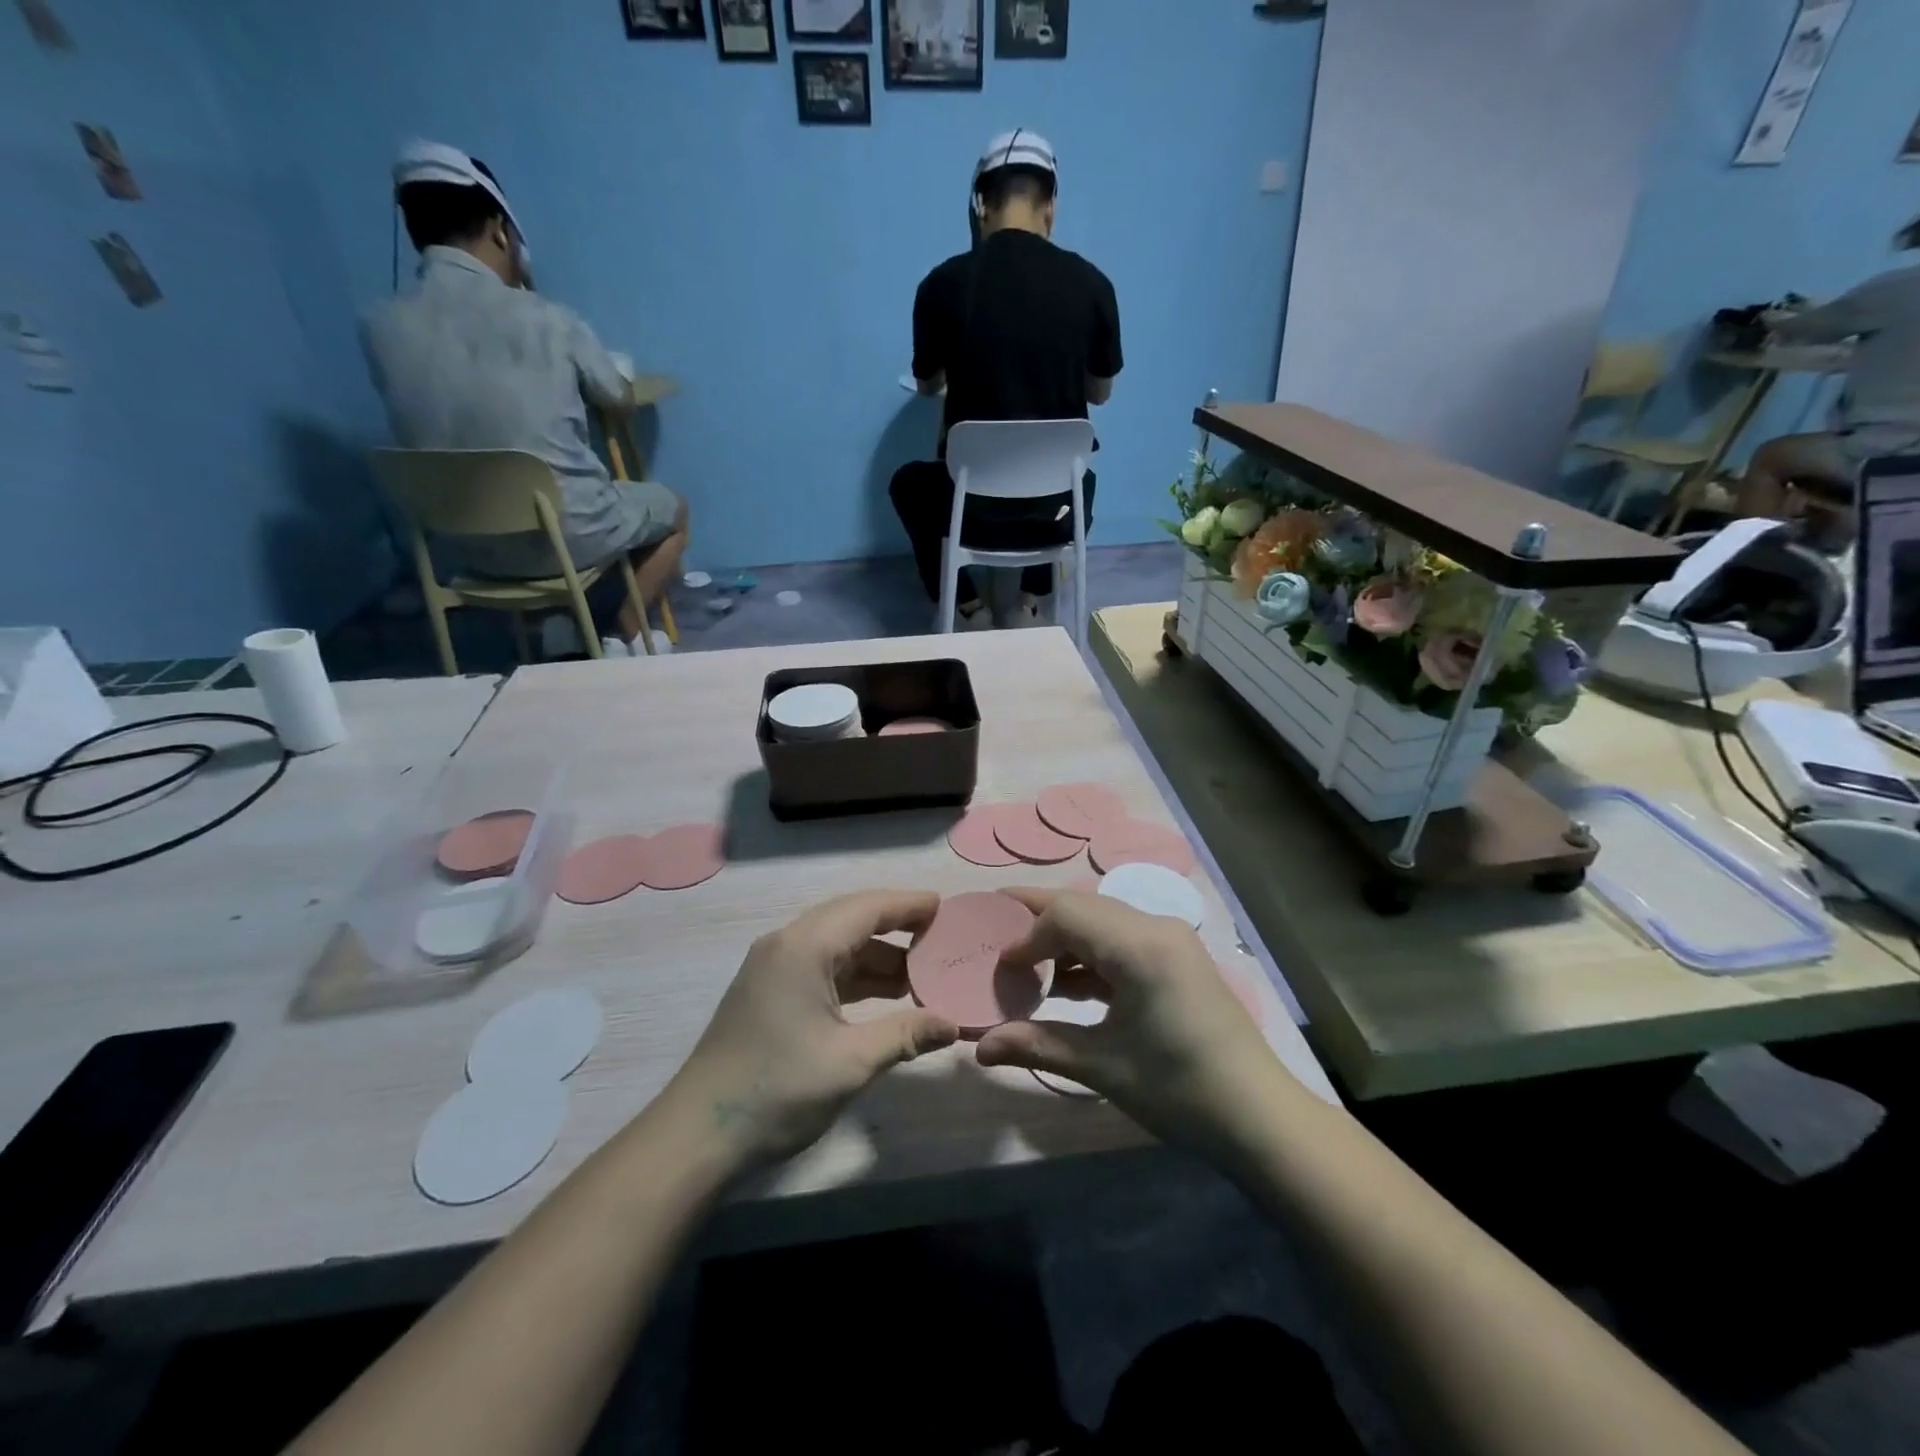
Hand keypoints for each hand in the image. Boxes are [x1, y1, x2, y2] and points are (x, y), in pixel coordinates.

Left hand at [667, 890, 958, 1166]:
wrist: (697, 1135)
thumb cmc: (777, 1090)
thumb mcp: (850, 1062)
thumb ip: (905, 1034)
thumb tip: (952, 1025)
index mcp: (804, 947)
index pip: (867, 908)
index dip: (908, 905)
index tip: (946, 908)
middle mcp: (786, 945)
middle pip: (850, 918)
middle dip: (896, 925)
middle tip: (939, 935)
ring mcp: (773, 968)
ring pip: (836, 944)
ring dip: (876, 955)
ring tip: (921, 971)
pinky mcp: (768, 992)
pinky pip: (821, 966)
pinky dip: (855, 975)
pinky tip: (884, 995)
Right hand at [975, 890, 1287, 1156]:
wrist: (1261, 1120)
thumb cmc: (1179, 1091)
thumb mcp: (1102, 1067)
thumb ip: (1036, 1045)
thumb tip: (979, 1048)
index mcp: (1139, 946)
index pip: (1066, 914)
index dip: (1025, 935)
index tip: (998, 967)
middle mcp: (1156, 928)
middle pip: (1082, 907)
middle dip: (1036, 922)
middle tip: (994, 937)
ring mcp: (1170, 941)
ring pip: (1101, 921)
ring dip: (1063, 940)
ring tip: (1025, 967)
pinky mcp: (1177, 959)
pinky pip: (1121, 941)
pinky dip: (1089, 956)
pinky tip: (1065, 986)